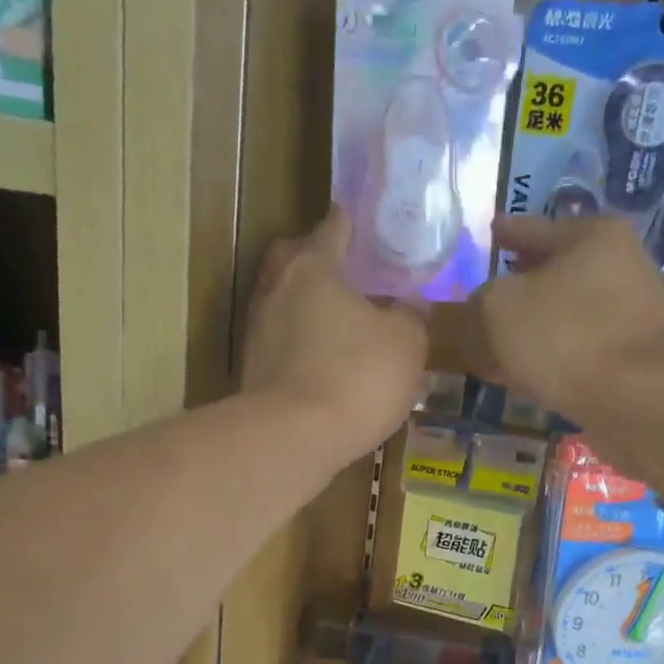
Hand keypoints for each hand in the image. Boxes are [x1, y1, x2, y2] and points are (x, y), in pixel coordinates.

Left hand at [240, 209, 427, 463]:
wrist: (293, 439)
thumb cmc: (356, 378)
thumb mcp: (406, 344)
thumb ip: (411, 317)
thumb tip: (409, 305)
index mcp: (312, 266)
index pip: (334, 228)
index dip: (353, 224)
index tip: (366, 224)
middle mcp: (276, 287)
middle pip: (299, 261)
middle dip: (323, 263)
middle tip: (354, 276)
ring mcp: (257, 329)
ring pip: (289, 304)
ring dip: (312, 309)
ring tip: (345, 324)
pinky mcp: (252, 369)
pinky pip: (285, 343)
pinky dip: (304, 345)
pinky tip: (327, 363)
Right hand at [439, 215, 663, 420]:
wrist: (639, 403)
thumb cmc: (568, 338)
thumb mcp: (500, 311)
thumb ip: (476, 305)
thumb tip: (474, 312)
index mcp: (594, 236)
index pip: (535, 227)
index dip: (507, 232)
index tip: (490, 233)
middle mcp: (622, 268)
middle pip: (556, 272)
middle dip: (521, 284)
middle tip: (487, 295)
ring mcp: (632, 317)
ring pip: (567, 315)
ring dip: (535, 327)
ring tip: (500, 341)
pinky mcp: (634, 362)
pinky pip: (579, 351)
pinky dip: (552, 357)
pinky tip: (529, 374)